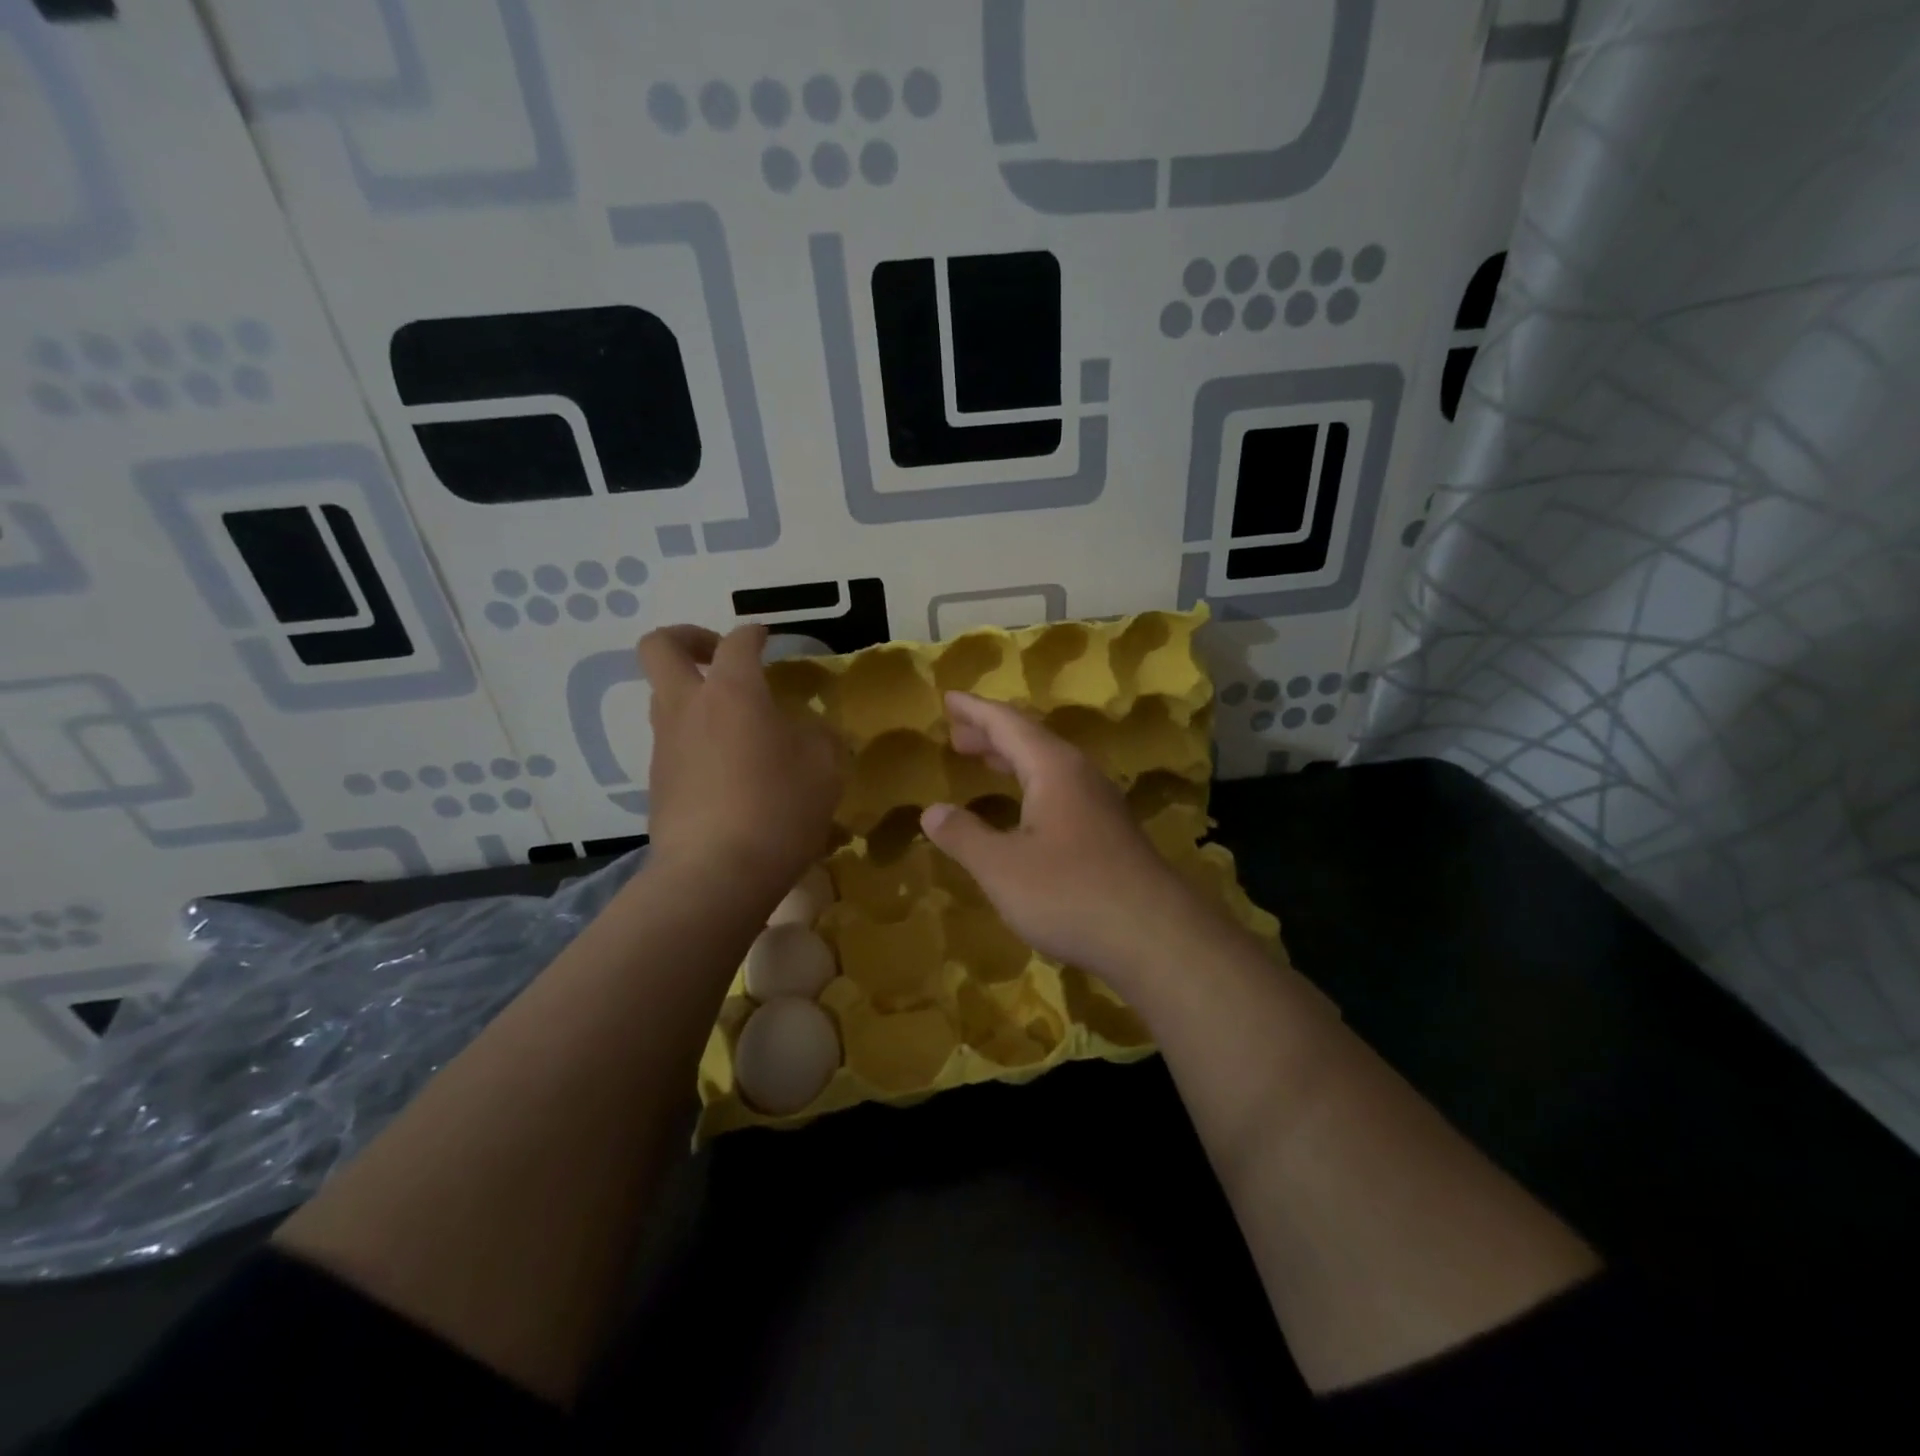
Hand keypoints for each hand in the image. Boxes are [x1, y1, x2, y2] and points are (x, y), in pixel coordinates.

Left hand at [638, 624, 844, 894]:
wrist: (715, 875)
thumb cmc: (778, 809)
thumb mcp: (824, 768)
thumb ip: (820, 737)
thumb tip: (810, 731)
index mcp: (732, 692)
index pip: (737, 642)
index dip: (753, 633)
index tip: (766, 637)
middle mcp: (688, 708)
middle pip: (660, 647)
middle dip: (688, 638)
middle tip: (719, 655)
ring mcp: (665, 746)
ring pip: (663, 697)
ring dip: (692, 694)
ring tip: (734, 721)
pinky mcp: (658, 784)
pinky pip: (673, 743)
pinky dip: (695, 739)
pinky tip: (729, 770)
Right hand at [920, 691, 1212, 987]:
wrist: (1156, 938)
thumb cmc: (1070, 893)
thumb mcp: (1002, 867)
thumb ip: (964, 836)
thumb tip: (931, 811)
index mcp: (1053, 768)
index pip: (1007, 723)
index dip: (974, 710)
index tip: (949, 698)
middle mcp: (1080, 776)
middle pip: (1031, 740)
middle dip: (991, 734)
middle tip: (957, 735)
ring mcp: (1101, 805)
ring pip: (1049, 767)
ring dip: (1013, 760)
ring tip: (985, 761)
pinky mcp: (1110, 834)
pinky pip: (1062, 792)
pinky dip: (1031, 787)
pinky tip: (1025, 813)